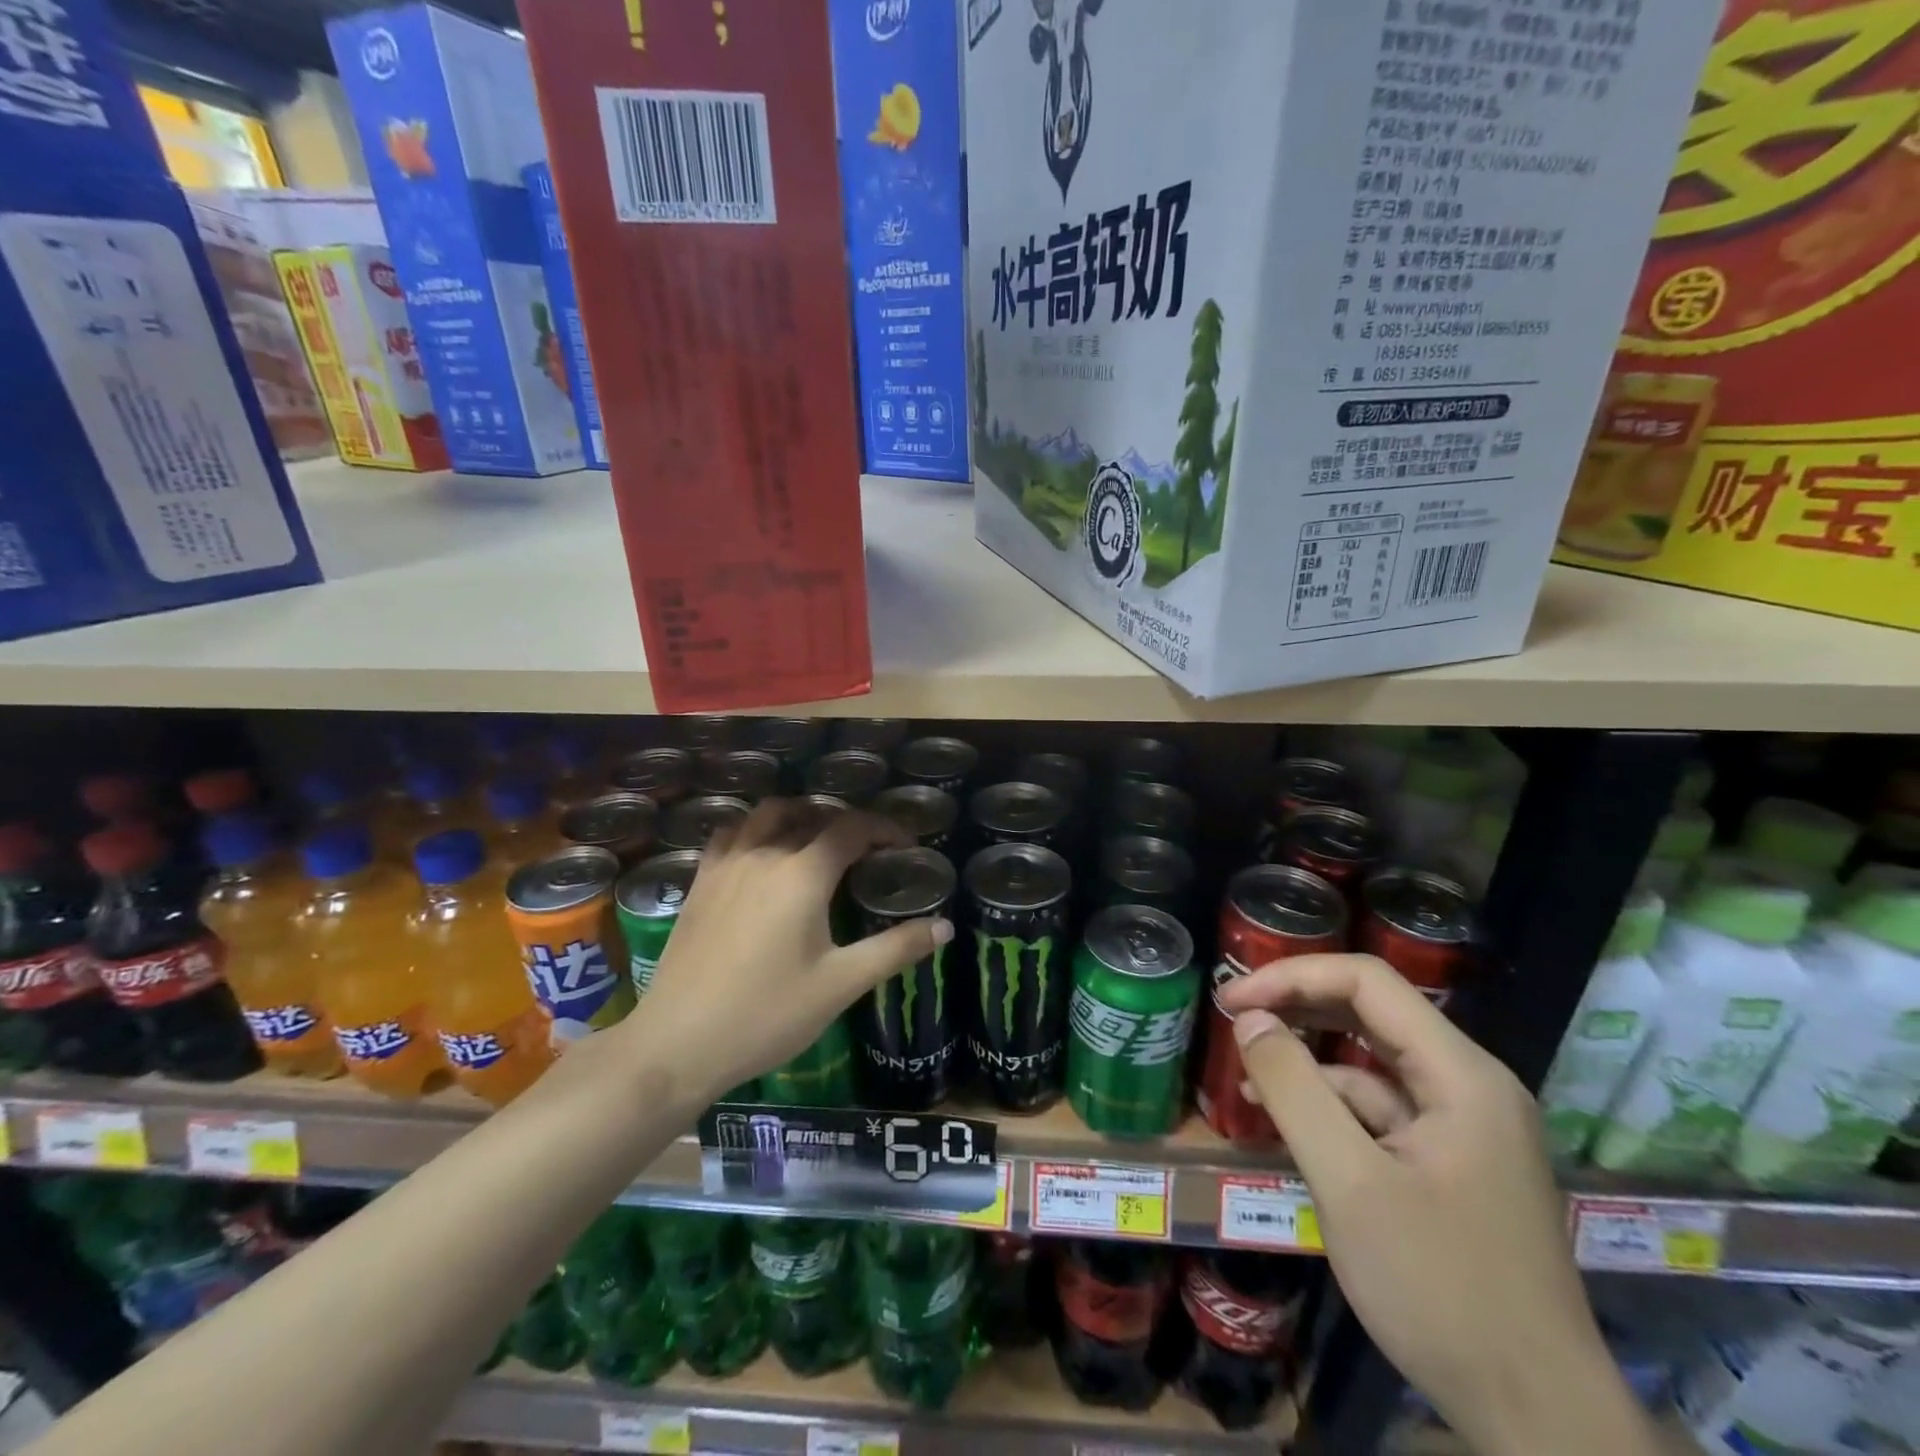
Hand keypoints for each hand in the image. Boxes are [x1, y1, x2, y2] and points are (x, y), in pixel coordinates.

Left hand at [633, 799, 952, 1102]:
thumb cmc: (767, 1014)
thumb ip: (895, 949)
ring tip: (819, 841)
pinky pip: (733, 833)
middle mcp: (765, 854)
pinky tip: (764, 855)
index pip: (852, 828)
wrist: (678, 1043)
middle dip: (847, 822)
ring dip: (801, 816)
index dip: (885, 829)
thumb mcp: (841, 985)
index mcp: (803, 874)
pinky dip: (757, 829)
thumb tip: (944, 926)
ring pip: (769, 815)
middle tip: (868, 850)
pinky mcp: (701, 880)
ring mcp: (727, 863)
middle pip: (812, 813)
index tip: (906, 846)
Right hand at [1219, 955, 1653, 1455]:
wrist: (1539, 1421)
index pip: (1368, 982)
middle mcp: (1470, 1086)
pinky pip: (1383, 1112)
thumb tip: (1249, 1020)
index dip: (1292, 977)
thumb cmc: (1441, 1289)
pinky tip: (1291, 1128)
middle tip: (1234, 1020)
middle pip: (1372, 1014)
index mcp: (1461, 1075)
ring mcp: (1466, 1126)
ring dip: (1310, 1064)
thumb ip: (1294, 1089)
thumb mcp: (1349, 1183)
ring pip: (1373, 1064)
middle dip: (1298, 1009)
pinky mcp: (1454, 1164)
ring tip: (1250, 1082)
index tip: (1231, 1000)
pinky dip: (1333, 1109)